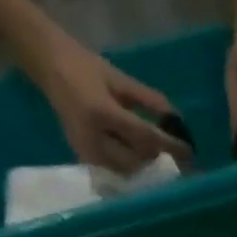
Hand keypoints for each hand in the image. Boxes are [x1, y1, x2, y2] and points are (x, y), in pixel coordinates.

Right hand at [31, 30, 190, 173]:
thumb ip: (148, 100)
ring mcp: (88, 153)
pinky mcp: (85, 160)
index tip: (189, 151)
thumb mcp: (118, 78)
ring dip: (147, 168)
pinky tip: (143, 164)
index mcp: (102, 112)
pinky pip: (116, 173)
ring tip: (163, 162)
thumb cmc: (84, 66)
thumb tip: (176, 119)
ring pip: (128, 172)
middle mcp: (94, 138)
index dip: (169, 146)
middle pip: (138, 161)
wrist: (46, 64)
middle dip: (159, 161)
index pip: (145, 137)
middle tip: (178, 160)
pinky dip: (132, 170)